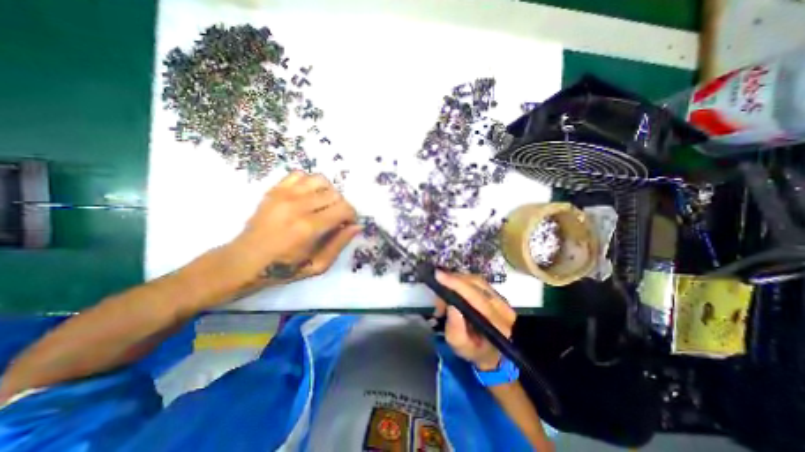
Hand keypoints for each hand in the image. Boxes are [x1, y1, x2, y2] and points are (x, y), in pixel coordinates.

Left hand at [229, 170, 360, 283]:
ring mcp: (284, 194)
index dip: (351, 216)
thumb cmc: (284, 268)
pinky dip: (310, 183)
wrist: (245, 261)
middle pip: (335, 194)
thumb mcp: (318, 265)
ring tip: (323, 205)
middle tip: (335, 219)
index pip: (344, 209)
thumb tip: (357, 226)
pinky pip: (300, 174)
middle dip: (341, 206)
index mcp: (309, 227)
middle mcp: (298, 206)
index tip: (346, 225)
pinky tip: (308, 196)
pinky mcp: (274, 190)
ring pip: (321, 180)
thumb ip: (340, 244)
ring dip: (328, 193)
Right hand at [435, 272, 514, 370]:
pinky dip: (461, 281)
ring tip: (444, 292)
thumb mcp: (460, 346)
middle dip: (453, 281)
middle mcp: (501, 306)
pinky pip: (476, 280)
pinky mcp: (495, 293)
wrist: (492, 352)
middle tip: (438, 289)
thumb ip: (455, 328)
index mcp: (496, 324)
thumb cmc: (474, 351)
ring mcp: (500, 297)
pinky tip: (452, 287)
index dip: (457, 285)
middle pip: (476, 283)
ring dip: (456, 281)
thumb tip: (450, 304)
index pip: (476, 298)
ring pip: (476, 279)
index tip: (439, 276)